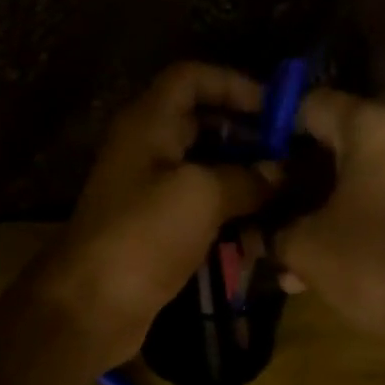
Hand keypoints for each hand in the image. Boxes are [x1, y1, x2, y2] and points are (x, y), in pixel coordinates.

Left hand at [42, 62, 275, 372]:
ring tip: (286, 198)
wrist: (93, 306)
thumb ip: (246, 177)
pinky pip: (200, 212)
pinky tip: (260, 234)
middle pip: (203, 125)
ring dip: (244, 182)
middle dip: (248, 138)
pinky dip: (229, 216)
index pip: (191, 78)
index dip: (235, 84)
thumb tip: (281, 173)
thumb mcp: (200, 196)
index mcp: (148, 124)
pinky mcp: (157, 233)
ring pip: (205, 172)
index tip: (278, 110)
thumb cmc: (143, 237)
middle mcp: (147, 151)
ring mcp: (150, 195)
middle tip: (292, 159)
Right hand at [273, 89, 384, 343]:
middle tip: (266, 207)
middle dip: (298, 180)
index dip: (274, 127)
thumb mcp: (305, 247)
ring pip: (361, 183)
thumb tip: (263, 233)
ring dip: (323, 211)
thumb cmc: (372, 262)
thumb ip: (275, 231)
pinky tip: (325, 266)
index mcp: (374, 128)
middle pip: (338, 146)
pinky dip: (355, 226)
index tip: (251, 154)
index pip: (312, 106)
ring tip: (289, 250)